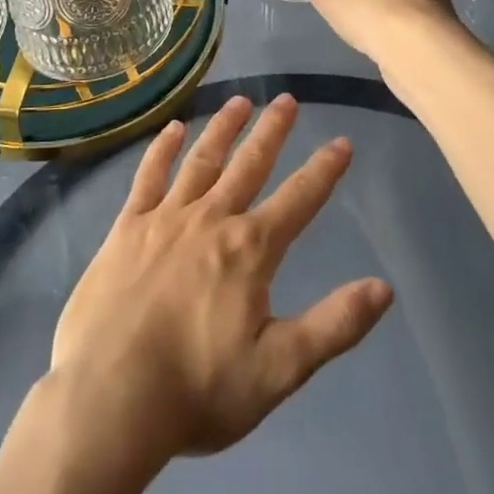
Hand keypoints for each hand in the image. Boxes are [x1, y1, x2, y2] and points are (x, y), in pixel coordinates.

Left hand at [48, 94, 392, 465]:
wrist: (111, 394)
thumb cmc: (198, 389)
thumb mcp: (279, 370)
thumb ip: (333, 326)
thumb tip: (383, 287)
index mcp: (250, 250)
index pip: (298, 200)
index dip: (324, 171)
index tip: (342, 142)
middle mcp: (211, 219)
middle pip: (249, 165)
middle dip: (272, 131)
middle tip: (287, 99)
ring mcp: (165, 217)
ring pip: (202, 160)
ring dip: (223, 128)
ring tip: (240, 101)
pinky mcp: (127, 225)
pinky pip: (148, 176)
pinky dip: (162, 149)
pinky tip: (173, 129)